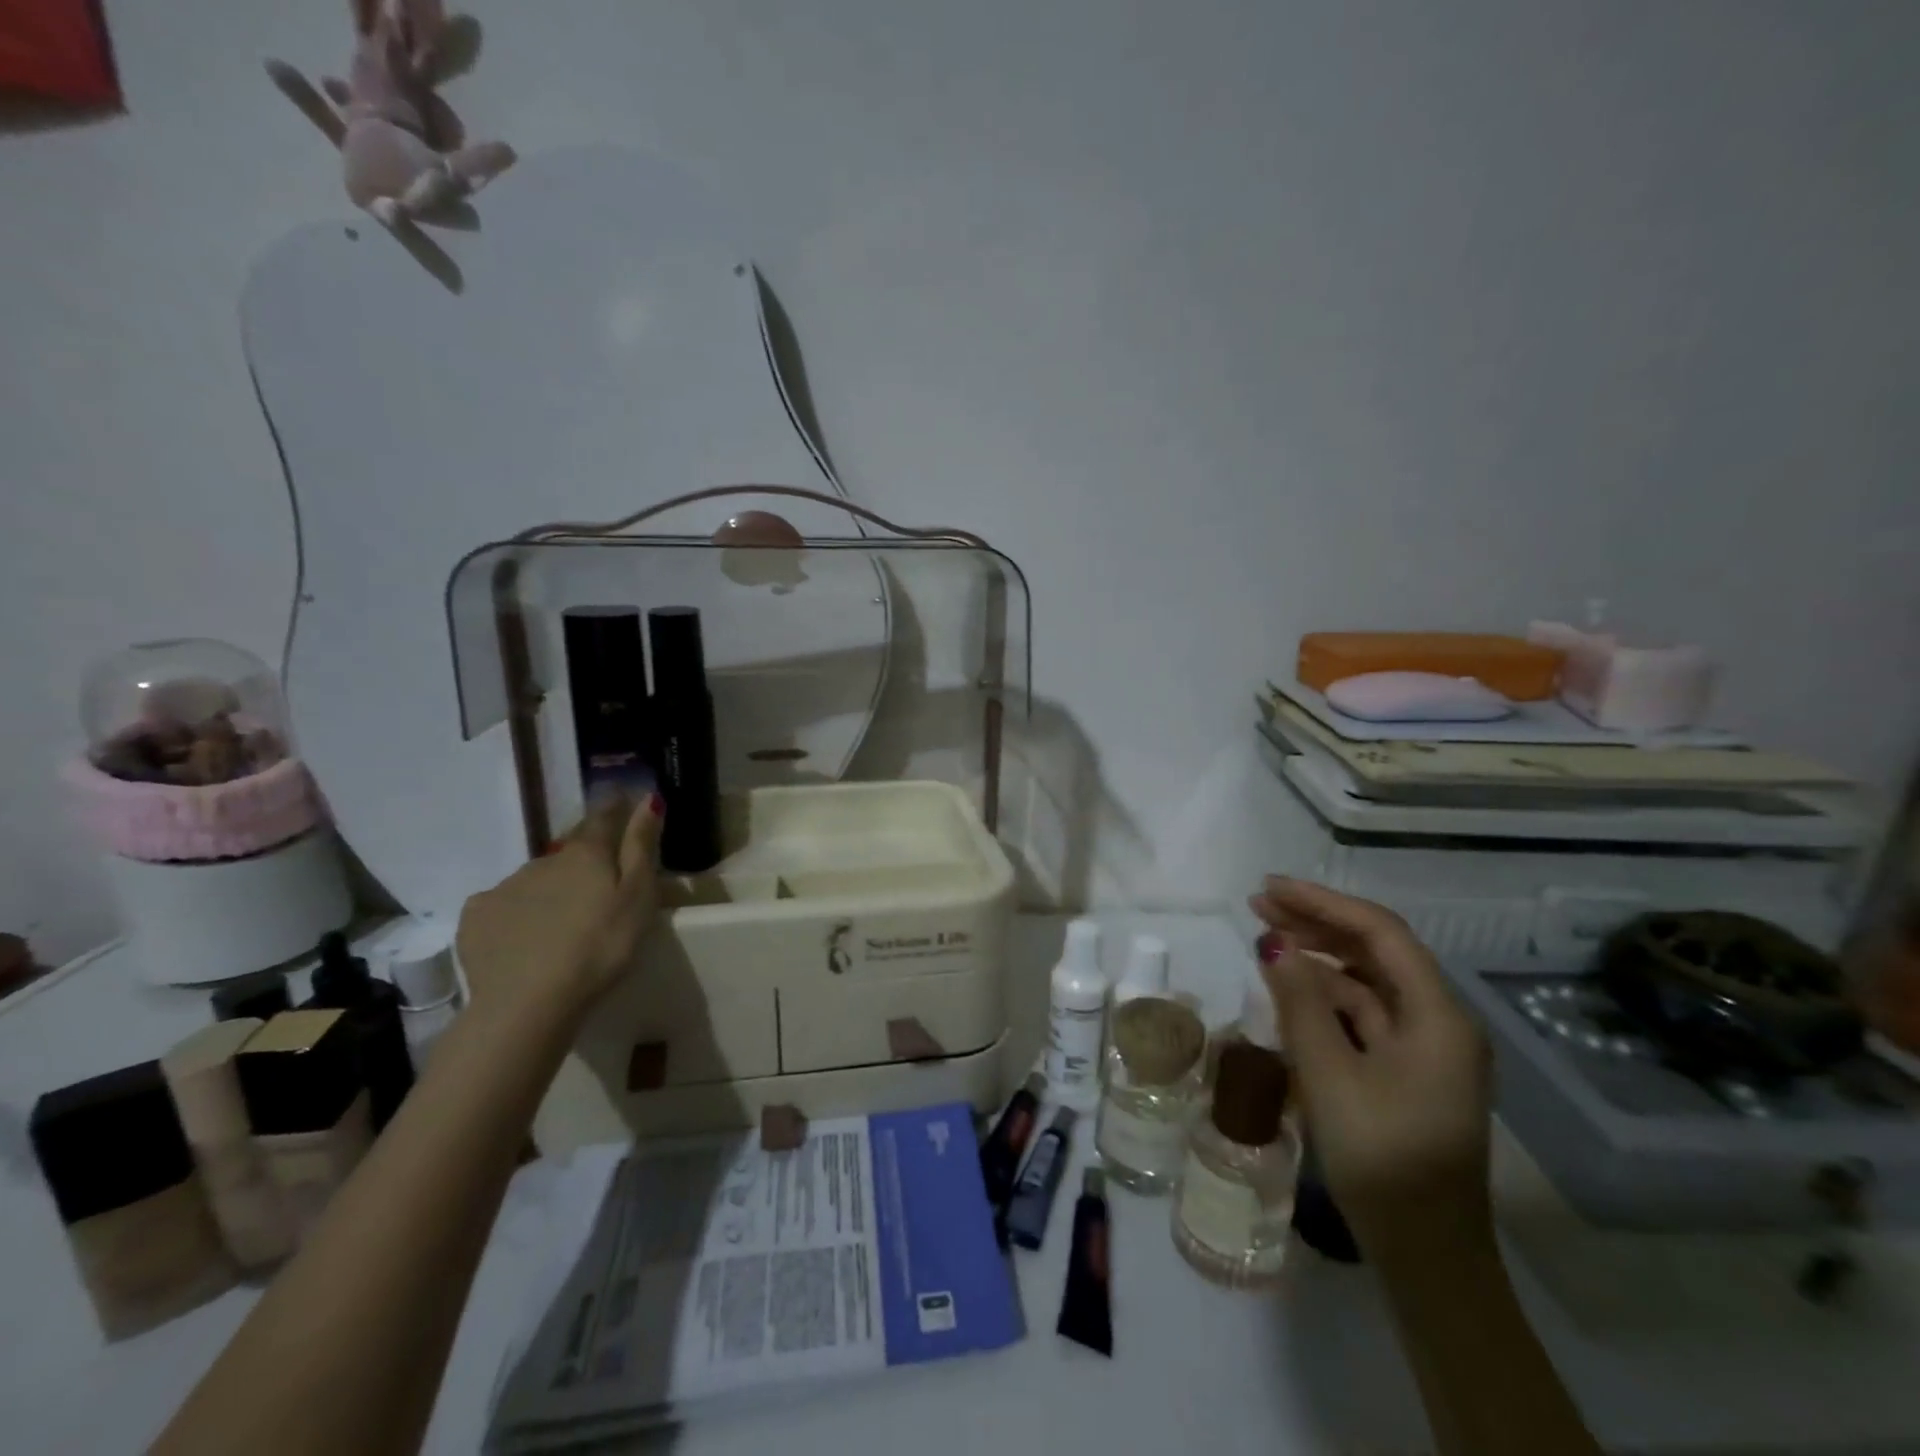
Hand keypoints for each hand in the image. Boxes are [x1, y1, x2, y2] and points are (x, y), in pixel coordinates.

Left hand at [456, 794, 663, 1017]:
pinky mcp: (476, 917)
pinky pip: (503, 904)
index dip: (615, 807)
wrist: (528, 1003)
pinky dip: (517, 912)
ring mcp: (505, 886)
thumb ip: (641, 846)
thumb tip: (649, 798)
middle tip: (597, 883)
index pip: (603, 816)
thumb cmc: (600, 947)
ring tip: (562, 920)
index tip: (624, 801)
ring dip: (551, 887)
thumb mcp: (638, 897)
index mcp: (586, 853)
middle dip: (583, 857)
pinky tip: (524, 936)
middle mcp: (544, 859)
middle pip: (569, 850)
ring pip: (536, 878)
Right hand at [1250, 877, 1493, 1267]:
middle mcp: (1439, 1021)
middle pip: (1376, 951)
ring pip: (1368, 980)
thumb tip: (1273, 943)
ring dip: (1320, 956)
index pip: (1380, 933)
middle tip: (1258, 905)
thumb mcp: (1329, 1075)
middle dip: (1318, 923)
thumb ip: (1300, 1002)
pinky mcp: (1407, 1070)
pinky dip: (1327, 993)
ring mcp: (1425, 1047)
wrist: (1426, 1255)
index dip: (1322, 903)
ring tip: (1268, 937)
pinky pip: (1365, 1013)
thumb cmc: (1382, 1159)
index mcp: (1437, 1016)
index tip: (1270, 888)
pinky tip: (1292, 987)